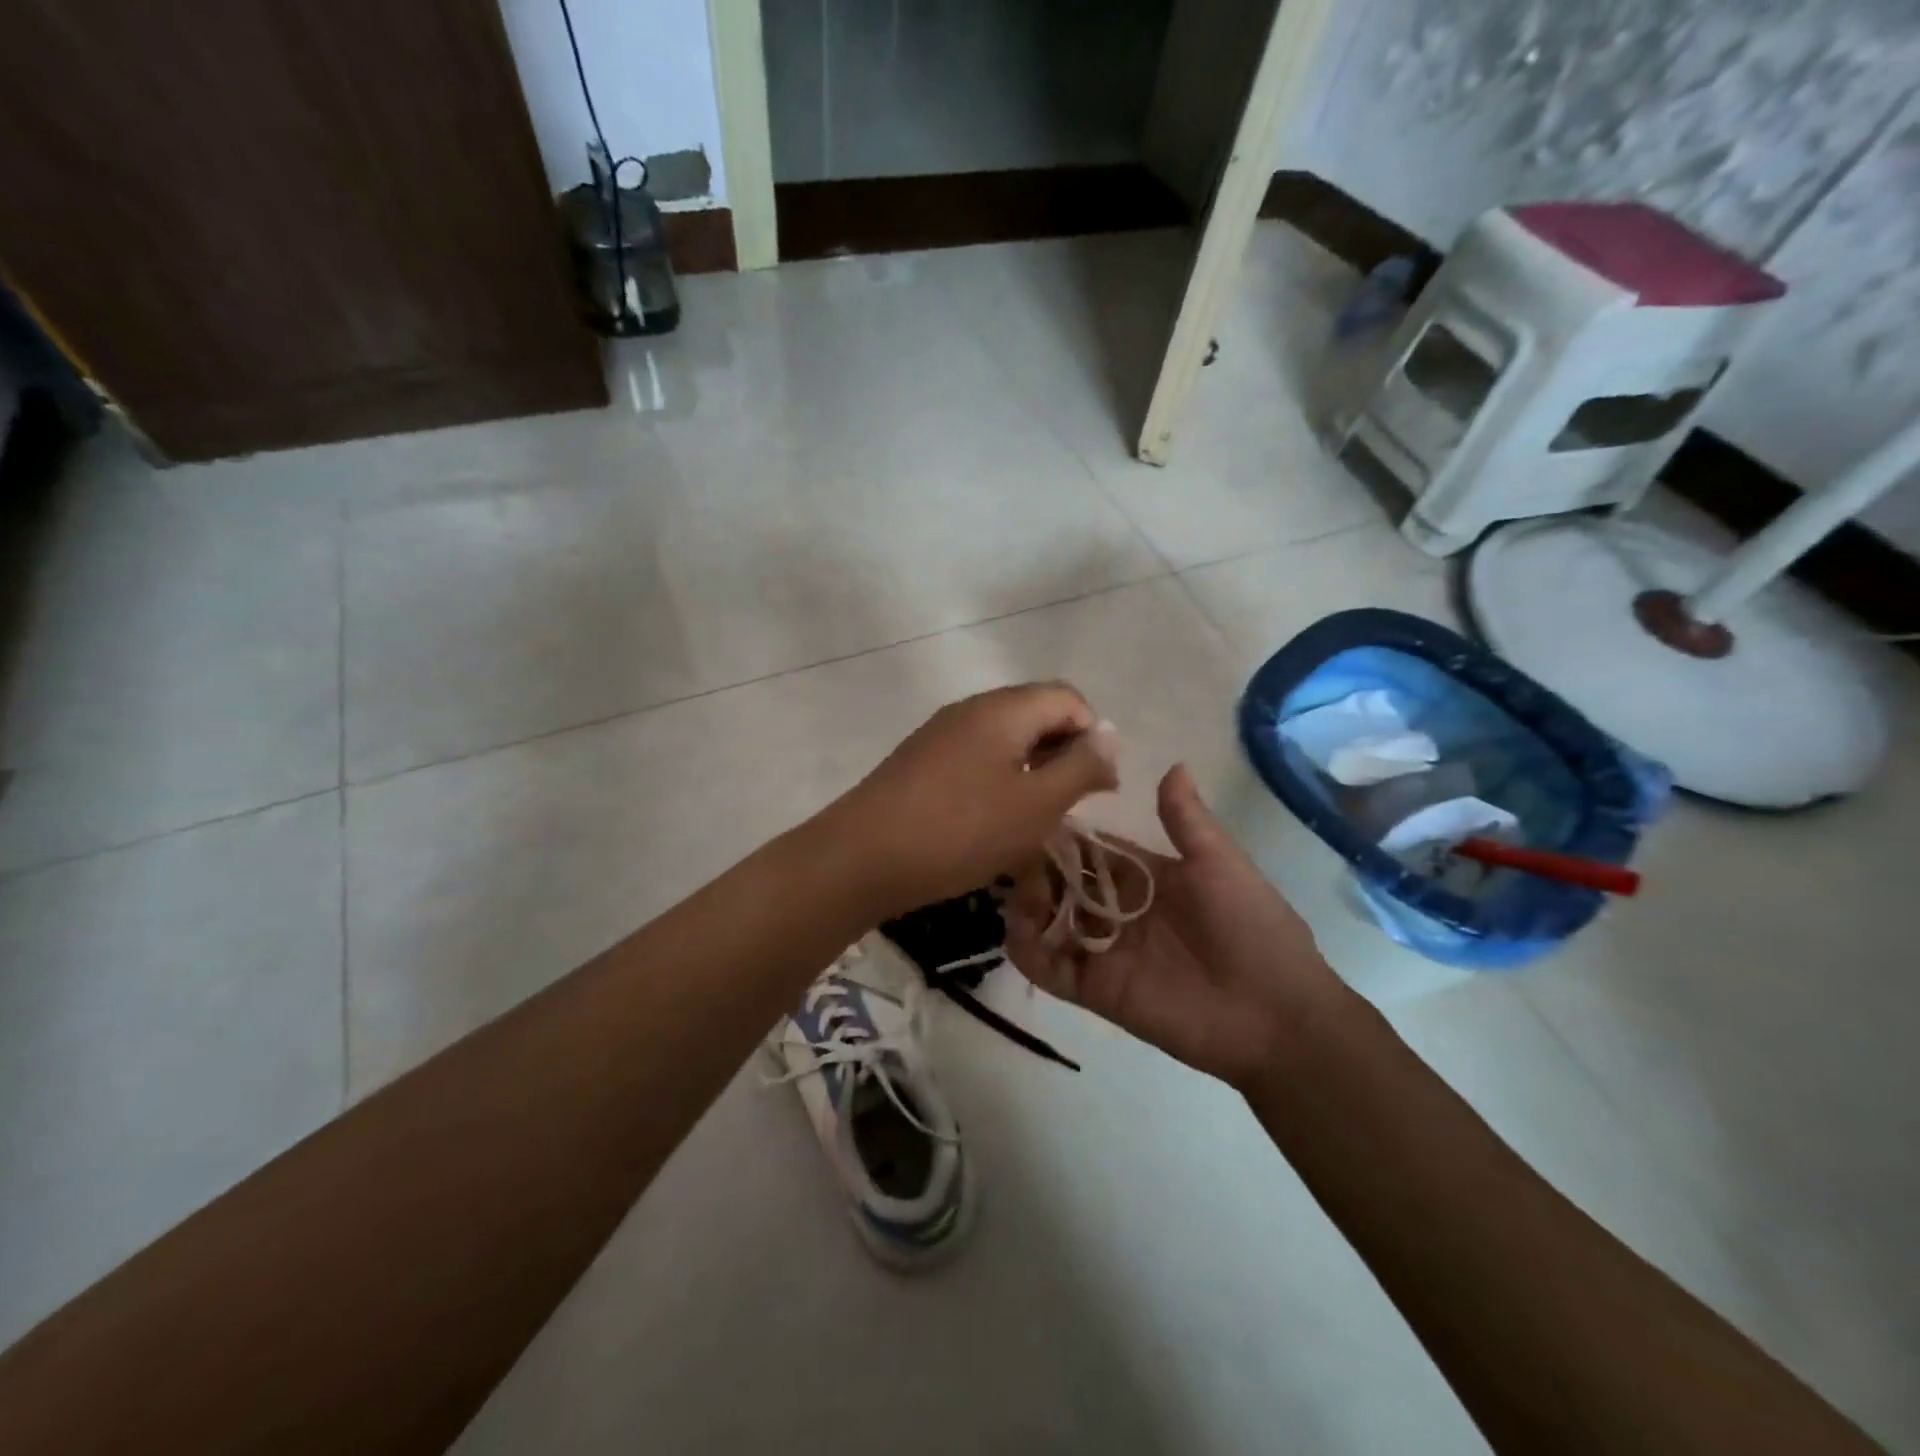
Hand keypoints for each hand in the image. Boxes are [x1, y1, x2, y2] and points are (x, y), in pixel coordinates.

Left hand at [825, 683, 1119, 921]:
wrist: (862, 857)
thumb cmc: (960, 830)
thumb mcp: (1035, 804)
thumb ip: (1080, 766)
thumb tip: (1109, 735)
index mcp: (1003, 709)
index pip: (1068, 698)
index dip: (1094, 736)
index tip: (1099, 787)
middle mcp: (972, 709)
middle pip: (1036, 714)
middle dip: (1064, 755)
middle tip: (1070, 806)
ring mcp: (942, 734)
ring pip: (1006, 739)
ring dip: (1032, 771)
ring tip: (1036, 819)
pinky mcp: (921, 761)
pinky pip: (976, 759)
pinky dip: (999, 781)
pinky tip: (994, 822)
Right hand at [1005, 764, 1350, 1092]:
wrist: (1274, 1014)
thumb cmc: (1250, 928)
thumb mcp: (1221, 864)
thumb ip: (1187, 820)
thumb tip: (1173, 763)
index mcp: (1145, 878)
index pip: (1091, 850)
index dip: (1063, 835)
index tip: (1029, 813)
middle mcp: (1117, 910)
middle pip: (1062, 883)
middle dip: (1037, 870)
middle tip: (1013, 858)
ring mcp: (1103, 950)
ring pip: (1049, 921)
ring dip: (1027, 905)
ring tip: (1017, 893)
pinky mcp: (1094, 989)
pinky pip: (1050, 968)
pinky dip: (1027, 951)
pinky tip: (1017, 931)